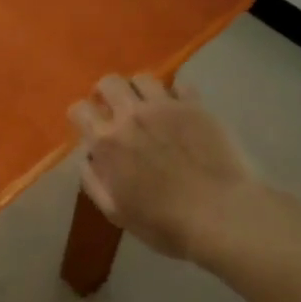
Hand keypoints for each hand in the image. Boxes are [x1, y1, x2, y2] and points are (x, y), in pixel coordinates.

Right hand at [69, 75, 248, 259]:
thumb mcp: (115, 212)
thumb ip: (93, 181)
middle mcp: (130, 115)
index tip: (89, 127)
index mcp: (106, 141)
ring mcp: (165, 106)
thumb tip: (87, 158)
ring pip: (142, 78)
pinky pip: (180, 85)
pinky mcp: (195, 106)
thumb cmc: (165, 223)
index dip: (81, 116)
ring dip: (139, 90)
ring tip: (147, 106)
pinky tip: (180, 110)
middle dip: (106, 93)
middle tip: (115, 110)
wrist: (221, 215)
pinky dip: (175, 94)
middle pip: (108, 82)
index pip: (78, 109)